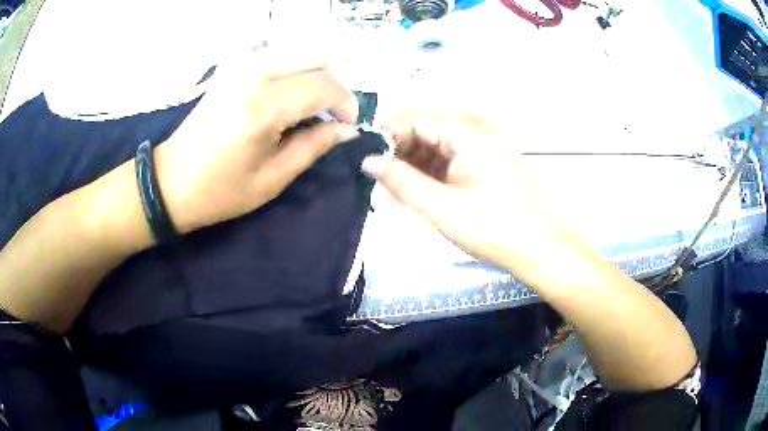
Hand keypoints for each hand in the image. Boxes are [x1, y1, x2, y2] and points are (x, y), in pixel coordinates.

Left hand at [155, 46, 359, 233]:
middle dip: (333, 84)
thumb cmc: (220, 190)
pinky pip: (277, 54)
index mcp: (263, 108)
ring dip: (314, 74)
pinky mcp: (232, 65)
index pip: (324, 86)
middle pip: (317, 56)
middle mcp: (253, 74)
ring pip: (299, 51)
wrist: (171, 180)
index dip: (346, 103)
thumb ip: (314, 146)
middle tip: (329, 114)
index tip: (347, 124)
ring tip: (308, 106)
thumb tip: (347, 129)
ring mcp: (240, 64)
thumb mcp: (272, 179)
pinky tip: (285, 95)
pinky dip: (292, 69)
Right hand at [361, 111, 576, 287]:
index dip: (388, 132)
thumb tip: (368, 161)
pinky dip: (431, 164)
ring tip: (394, 181)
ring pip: (437, 138)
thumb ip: (401, 181)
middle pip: (427, 124)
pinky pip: (451, 151)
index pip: (417, 118)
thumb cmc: (493, 229)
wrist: (539, 248)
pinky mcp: (487, 157)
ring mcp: (485, 141)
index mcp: (470, 132)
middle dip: (399, 144)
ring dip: (414, 156)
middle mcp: (478, 128)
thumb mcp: (441, 207)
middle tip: (377, 169)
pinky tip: (417, 182)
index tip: (363, 151)